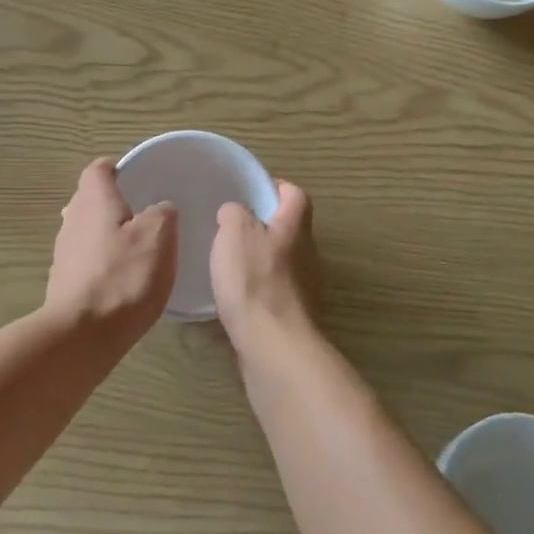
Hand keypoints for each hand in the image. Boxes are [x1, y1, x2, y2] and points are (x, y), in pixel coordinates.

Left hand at [44, 159, 177, 338]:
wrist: (83, 334)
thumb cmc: (124, 277)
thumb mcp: (159, 237)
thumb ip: (162, 214)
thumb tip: (160, 209)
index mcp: (94, 200)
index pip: (99, 169)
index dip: (117, 168)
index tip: (138, 177)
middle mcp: (72, 219)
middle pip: (90, 199)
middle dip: (114, 203)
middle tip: (144, 214)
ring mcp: (64, 252)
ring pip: (87, 230)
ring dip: (108, 234)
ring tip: (137, 248)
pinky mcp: (63, 281)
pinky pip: (86, 259)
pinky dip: (103, 261)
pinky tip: (122, 279)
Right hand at [211, 181, 317, 350]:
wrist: (273, 345)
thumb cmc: (255, 280)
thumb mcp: (235, 232)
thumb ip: (234, 213)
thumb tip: (235, 212)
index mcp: (295, 226)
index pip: (295, 195)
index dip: (275, 188)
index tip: (249, 191)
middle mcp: (306, 253)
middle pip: (289, 229)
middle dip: (263, 225)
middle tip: (230, 227)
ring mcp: (303, 287)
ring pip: (281, 261)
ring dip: (259, 258)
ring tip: (227, 261)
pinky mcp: (292, 315)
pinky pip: (273, 290)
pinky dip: (256, 288)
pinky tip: (233, 295)